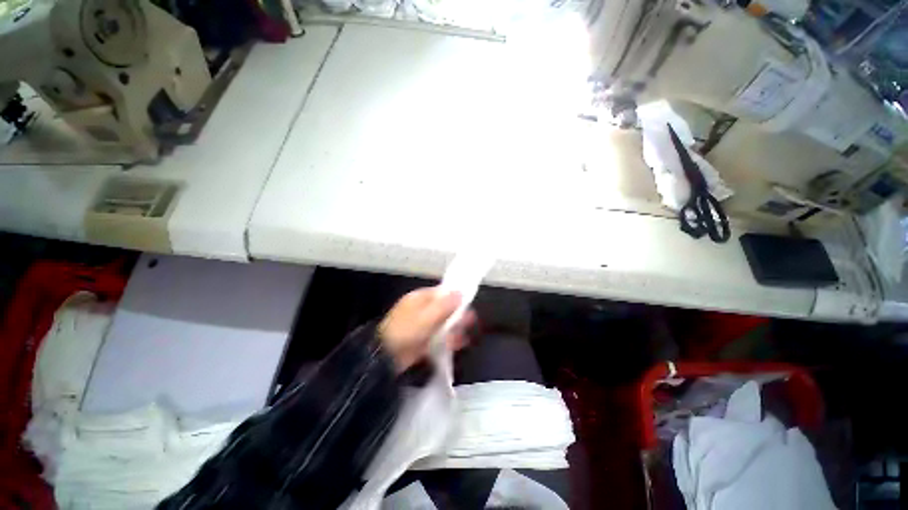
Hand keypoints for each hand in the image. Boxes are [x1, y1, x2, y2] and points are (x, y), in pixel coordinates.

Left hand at [378, 287, 476, 372]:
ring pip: (443, 322)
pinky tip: (458, 343)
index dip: (455, 296)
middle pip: (444, 308)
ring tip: (465, 335)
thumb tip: (460, 292)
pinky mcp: (423, 339)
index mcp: (419, 298)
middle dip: (457, 314)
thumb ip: (445, 305)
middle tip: (470, 321)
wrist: (386, 357)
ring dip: (455, 328)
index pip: (441, 292)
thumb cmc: (407, 331)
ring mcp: (422, 324)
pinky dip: (448, 338)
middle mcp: (422, 309)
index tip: (468, 303)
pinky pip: (439, 335)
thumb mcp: (427, 317)